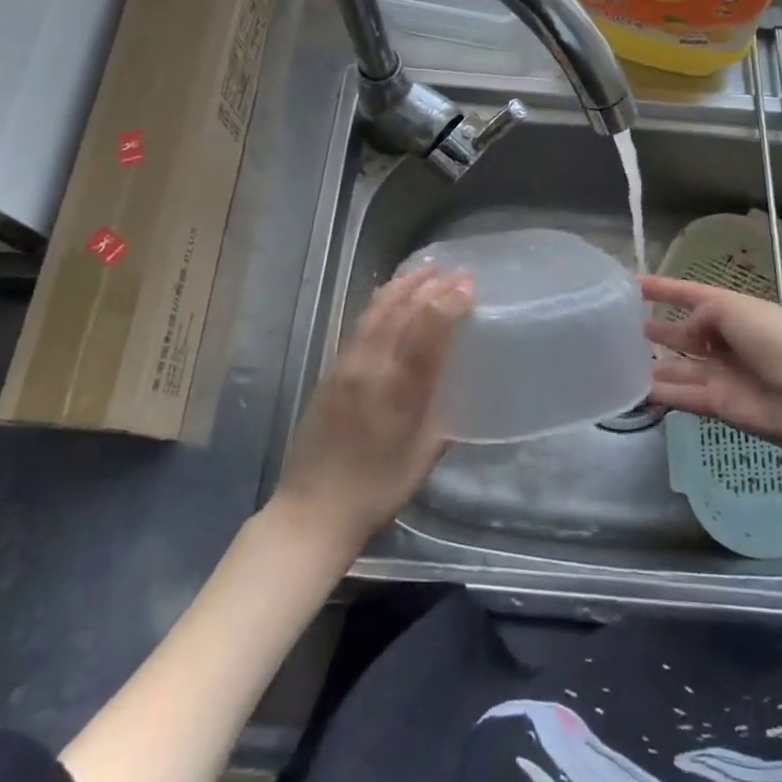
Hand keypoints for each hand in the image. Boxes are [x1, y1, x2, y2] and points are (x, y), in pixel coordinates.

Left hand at [272, 263, 472, 551]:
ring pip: (377, 312)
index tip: (470, 286)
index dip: (449, 302)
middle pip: (402, 312)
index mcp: (400, 390)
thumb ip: (443, 421)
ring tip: (425, 271)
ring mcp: (347, 366)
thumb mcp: (423, 459)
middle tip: (456, 272)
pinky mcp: (331, 371)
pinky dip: (380, 303)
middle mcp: (372, 368)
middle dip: (431, 287)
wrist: (312, 510)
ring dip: (403, 287)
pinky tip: (389, 296)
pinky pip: (360, 324)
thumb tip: (460, 394)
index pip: (428, 329)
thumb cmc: (377, 491)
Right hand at [643, 274, 781, 454]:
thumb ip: (704, 312)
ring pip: (681, 366)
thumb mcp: (735, 309)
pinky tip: (635, 389)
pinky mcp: (717, 403)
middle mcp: (729, 341)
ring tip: (622, 358)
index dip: (665, 289)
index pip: (694, 295)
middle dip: (661, 329)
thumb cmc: (771, 341)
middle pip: (687, 333)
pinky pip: (683, 395)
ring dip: (656, 363)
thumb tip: (688, 326)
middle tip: (626, 326)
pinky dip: (661, 393)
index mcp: (738, 312)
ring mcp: (723, 373)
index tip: (633, 283)